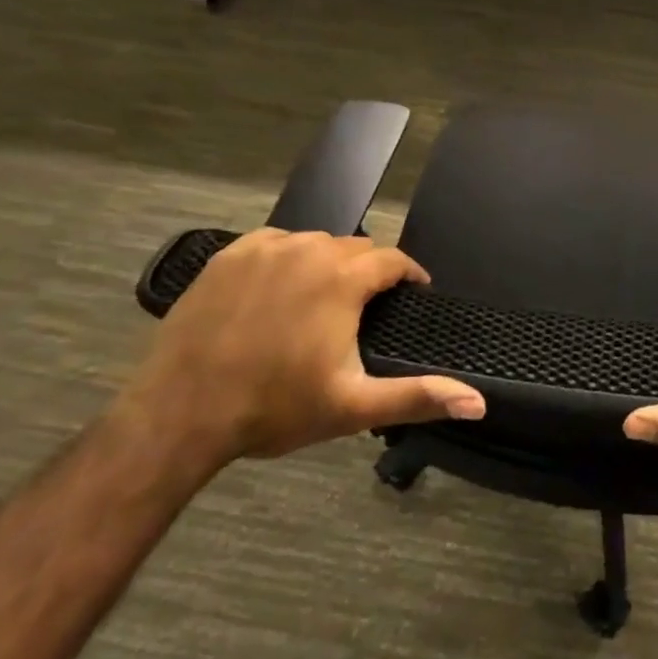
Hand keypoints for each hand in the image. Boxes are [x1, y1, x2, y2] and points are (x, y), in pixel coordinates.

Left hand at [117, 229, 485, 464]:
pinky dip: (287, 259)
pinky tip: (280, 290)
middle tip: (366, 309)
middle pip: (355, 248)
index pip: (393, 259)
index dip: (409, 276)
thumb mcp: (353, 406)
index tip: (414, 294)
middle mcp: (307, 251)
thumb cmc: (273, 409)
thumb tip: (478, 402)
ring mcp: (263, 250)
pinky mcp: (227, 257)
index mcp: (342, 279)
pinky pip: (274, 244)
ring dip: (329, 264)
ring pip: (314, 243)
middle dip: (369, 272)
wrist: (179, 415)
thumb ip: (419, 396)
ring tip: (325, 300)